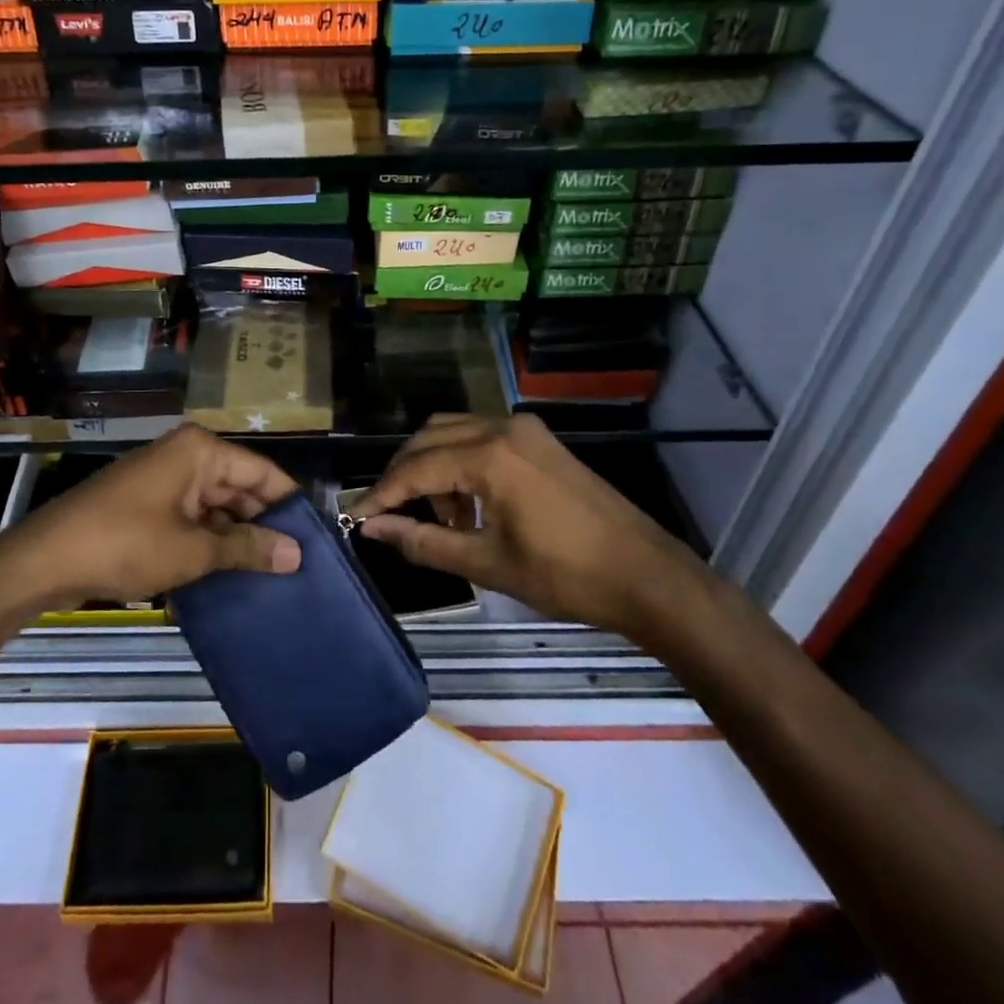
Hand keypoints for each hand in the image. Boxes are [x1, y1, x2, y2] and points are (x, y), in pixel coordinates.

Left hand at [0, 424, 302, 607]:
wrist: (46, 559)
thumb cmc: (126, 544)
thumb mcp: (193, 550)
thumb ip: (247, 548)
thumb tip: (295, 554)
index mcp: (201, 451)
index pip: (262, 472)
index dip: (289, 505)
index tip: (315, 539)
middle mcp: (186, 455)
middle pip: (240, 487)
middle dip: (264, 524)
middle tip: (297, 564)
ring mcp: (165, 478)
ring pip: (216, 505)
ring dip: (237, 536)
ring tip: (272, 573)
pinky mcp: (149, 503)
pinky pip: (192, 516)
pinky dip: (210, 540)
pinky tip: (231, 571)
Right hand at [349, 414, 699, 639]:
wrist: (648, 575)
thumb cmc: (566, 575)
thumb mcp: (488, 563)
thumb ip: (423, 542)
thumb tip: (373, 529)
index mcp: (488, 455)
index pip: (415, 468)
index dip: (381, 493)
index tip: (355, 517)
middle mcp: (502, 427)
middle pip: (429, 438)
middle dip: (403, 475)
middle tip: (390, 516)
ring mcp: (524, 429)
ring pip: (454, 432)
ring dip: (432, 467)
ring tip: (438, 519)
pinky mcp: (540, 440)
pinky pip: (482, 438)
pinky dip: (461, 462)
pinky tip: (470, 505)